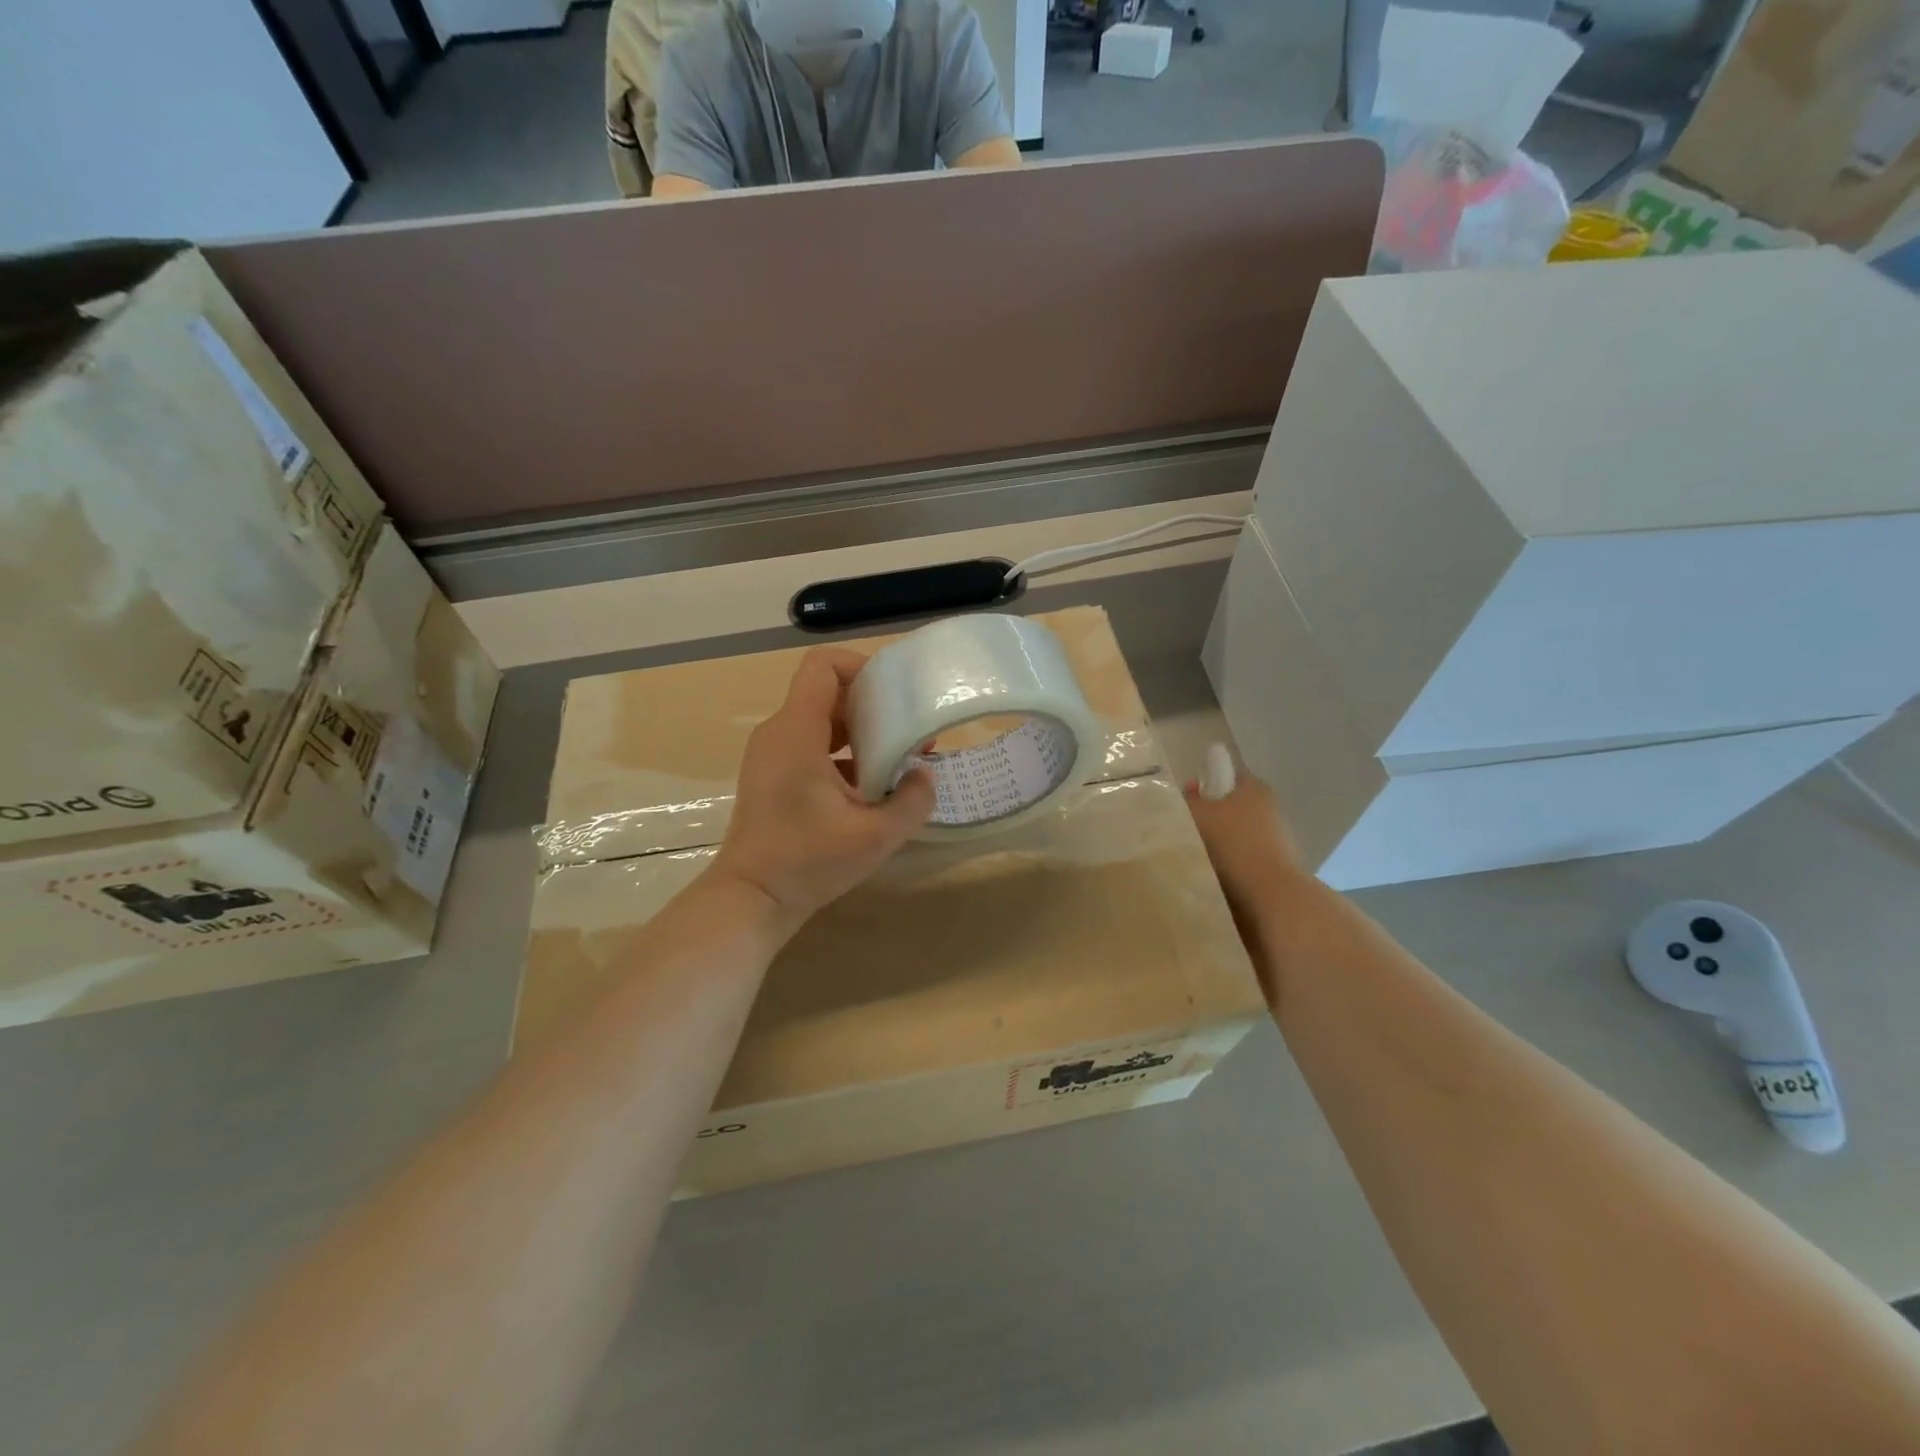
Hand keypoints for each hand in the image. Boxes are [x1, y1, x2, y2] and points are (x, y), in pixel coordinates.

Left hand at [710, 647, 935, 930]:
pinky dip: (845, 753)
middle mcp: (780, 732)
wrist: (751, 898)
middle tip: (910, 730)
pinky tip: (872, 786)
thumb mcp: (875, 836)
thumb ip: (912, 801)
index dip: (862, 666)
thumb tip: (924, 776)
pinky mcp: (774, 775)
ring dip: (862, 731)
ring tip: (898, 759)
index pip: (823, 665)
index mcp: (797, 732)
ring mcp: (772, 754)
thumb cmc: (806, 862)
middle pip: (827, 691)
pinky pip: (813, 744)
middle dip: (873, 704)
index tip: (896, 694)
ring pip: (822, 719)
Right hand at [1184, 762, 1308, 983]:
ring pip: (1235, 838)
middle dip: (1208, 820)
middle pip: (1230, 809)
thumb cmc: (1234, 845)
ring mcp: (1276, 842)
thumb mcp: (1199, 815)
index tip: (1185, 804)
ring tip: (1192, 860)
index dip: (1204, 786)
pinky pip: (1242, 862)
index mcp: (1255, 788)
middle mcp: (1269, 810)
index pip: (1226, 777)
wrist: (1272, 899)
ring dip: (1216, 847)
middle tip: (1182, 832)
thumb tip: (1189, 793)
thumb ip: (1189, 801)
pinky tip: (1210, 878)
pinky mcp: (1275, 870)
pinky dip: (1227, 868)